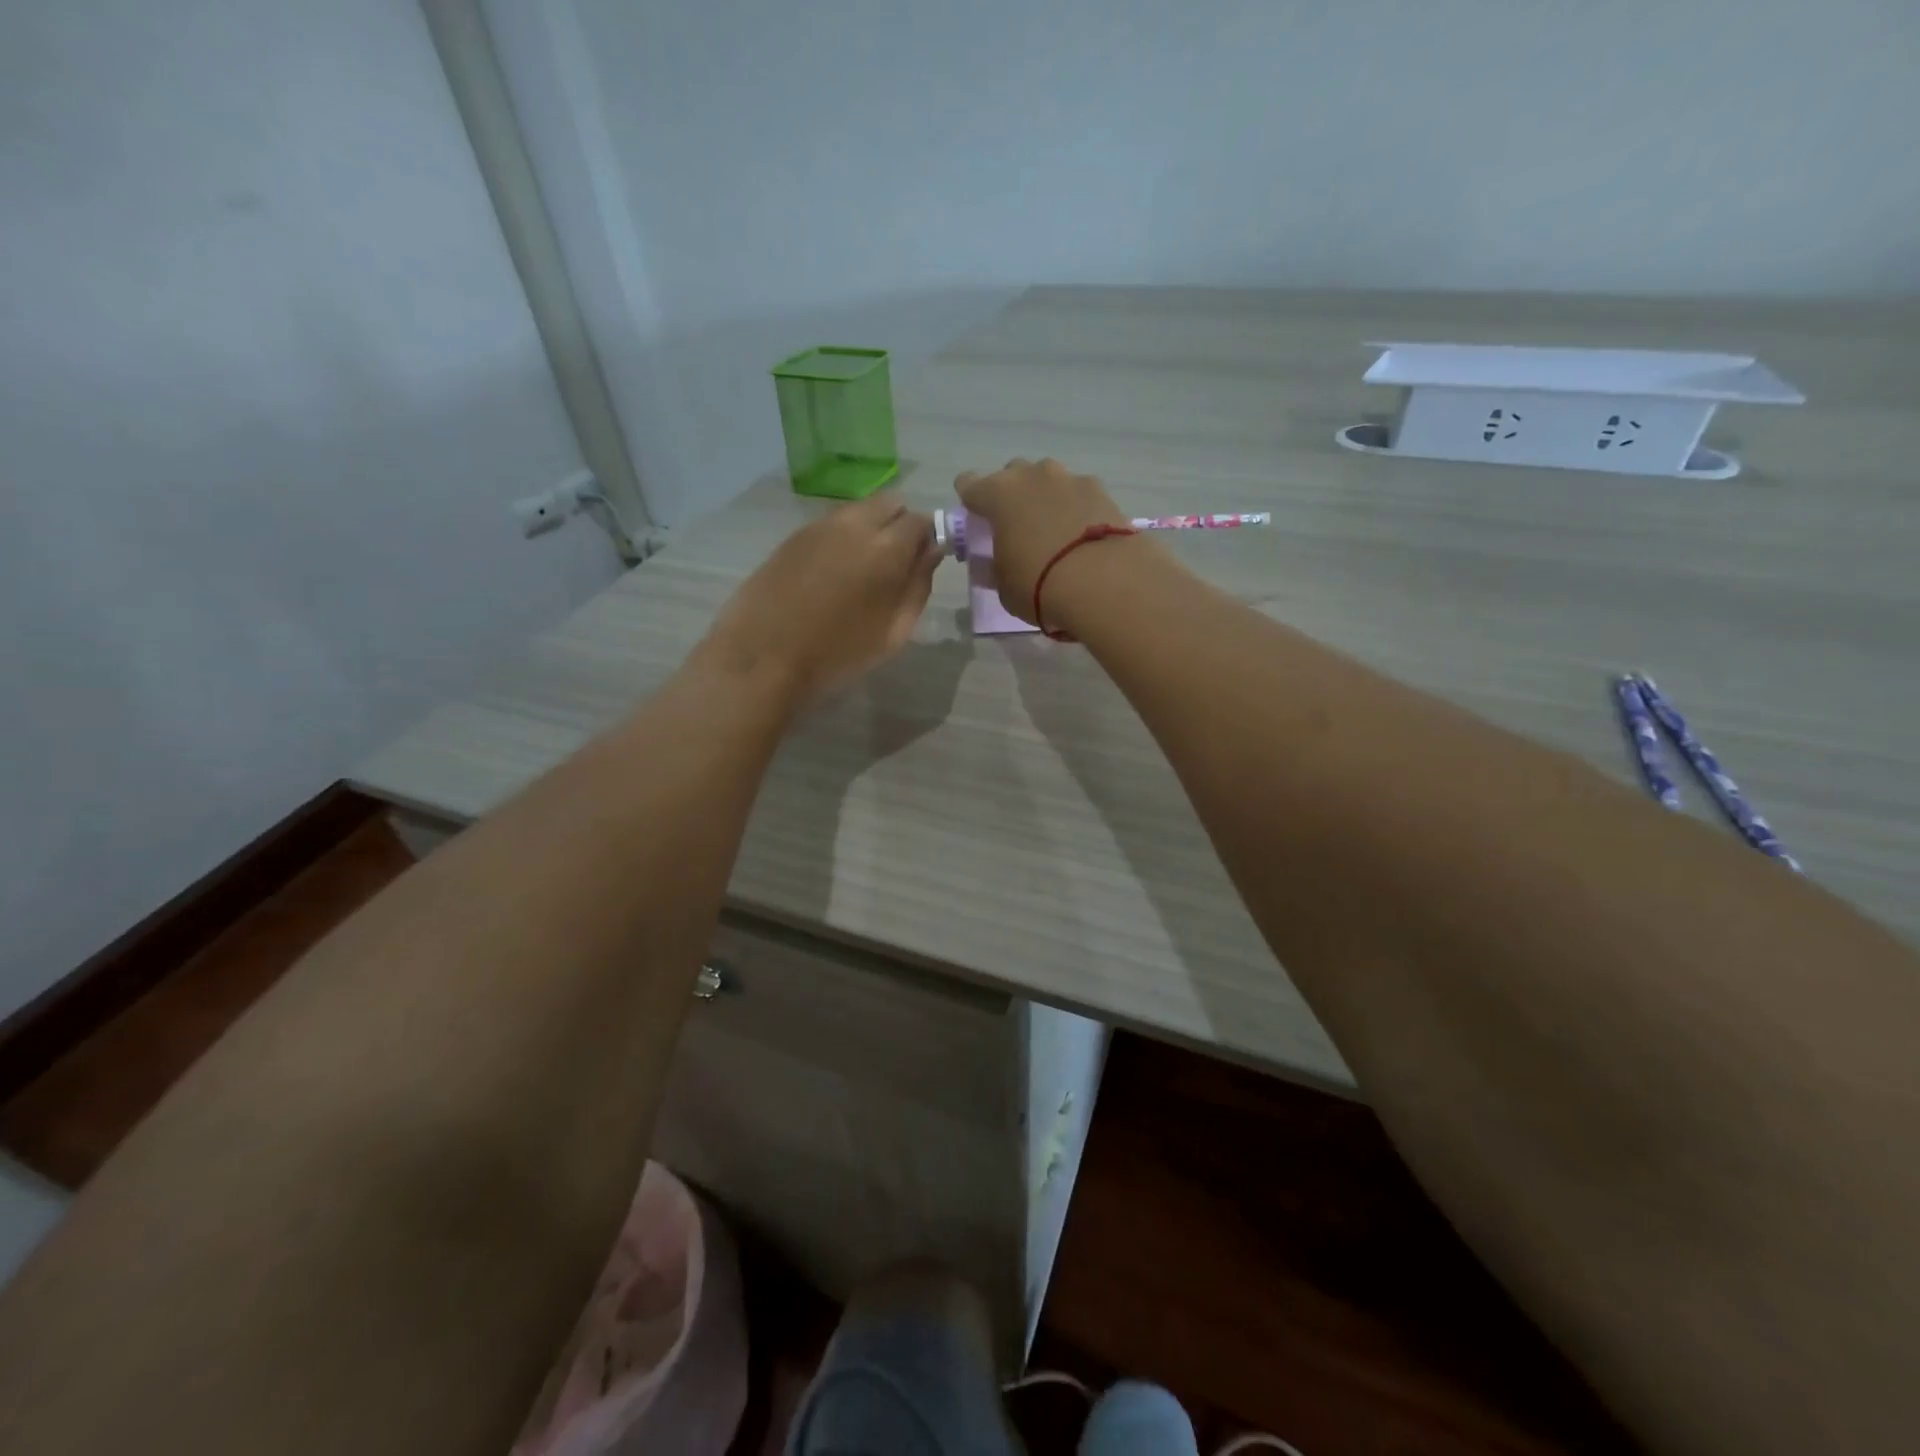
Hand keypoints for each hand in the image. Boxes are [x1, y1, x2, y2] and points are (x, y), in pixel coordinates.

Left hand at [696, 492, 936, 708]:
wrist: (763, 658)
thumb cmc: (837, 655)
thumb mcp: (893, 633)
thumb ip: (918, 586)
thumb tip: (931, 552)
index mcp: (885, 548)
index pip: (921, 521)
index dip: (927, 539)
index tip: (922, 563)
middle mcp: (854, 524)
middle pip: (890, 503)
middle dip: (899, 525)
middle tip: (894, 565)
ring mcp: (818, 526)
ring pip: (858, 511)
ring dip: (870, 529)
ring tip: (860, 571)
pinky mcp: (793, 536)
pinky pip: (831, 524)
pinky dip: (841, 538)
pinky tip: (831, 574)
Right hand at [954, 458, 1140, 626]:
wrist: (1103, 583)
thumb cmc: (1039, 586)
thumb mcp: (1004, 584)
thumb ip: (996, 564)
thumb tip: (1000, 559)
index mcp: (997, 494)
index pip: (969, 484)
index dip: (971, 501)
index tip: (978, 520)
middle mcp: (1031, 476)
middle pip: (1012, 474)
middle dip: (1012, 495)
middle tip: (1018, 527)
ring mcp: (1069, 479)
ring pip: (1048, 480)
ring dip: (1046, 498)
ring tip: (1055, 531)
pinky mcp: (1101, 490)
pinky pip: (1079, 493)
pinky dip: (1076, 508)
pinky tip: (1083, 534)